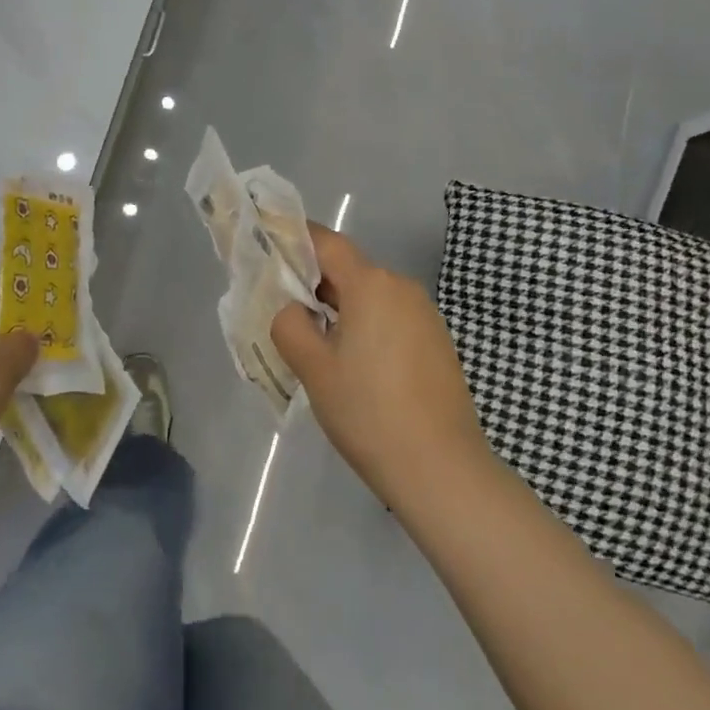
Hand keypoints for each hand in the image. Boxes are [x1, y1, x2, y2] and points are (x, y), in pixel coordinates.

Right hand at [271, 224, 493, 511]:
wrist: (442, 470)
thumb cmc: (368, 412)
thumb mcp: (313, 367)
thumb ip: (289, 323)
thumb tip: (293, 309)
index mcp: (371, 284)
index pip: (326, 242)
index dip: (295, 240)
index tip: (268, 249)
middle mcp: (402, 287)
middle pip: (349, 270)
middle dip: (314, 283)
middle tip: (283, 311)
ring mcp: (426, 315)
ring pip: (370, 297)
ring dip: (341, 309)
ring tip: (316, 346)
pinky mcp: (438, 342)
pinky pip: (391, 319)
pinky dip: (366, 328)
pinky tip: (355, 367)